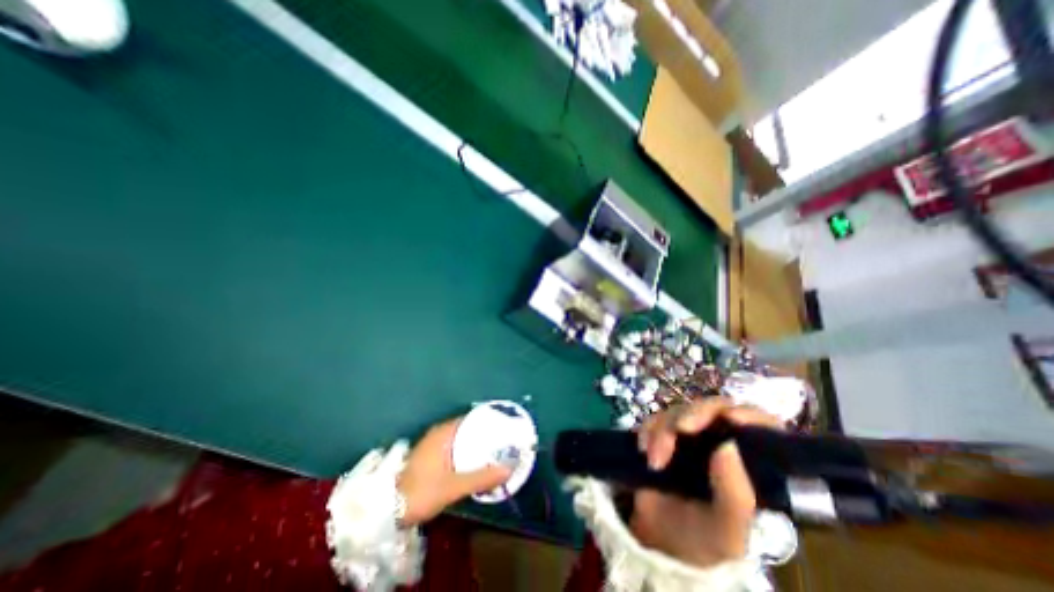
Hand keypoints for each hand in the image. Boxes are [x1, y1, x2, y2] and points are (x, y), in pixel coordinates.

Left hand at [394, 417, 511, 525]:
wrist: (385, 511)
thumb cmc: (420, 492)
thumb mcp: (453, 487)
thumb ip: (481, 478)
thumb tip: (508, 469)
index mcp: (443, 433)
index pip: (470, 419)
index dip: (487, 423)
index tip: (503, 428)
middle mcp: (437, 434)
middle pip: (466, 429)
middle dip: (483, 435)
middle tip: (501, 442)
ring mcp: (431, 445)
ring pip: (458, 440)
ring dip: (473, 445)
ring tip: (492, 452)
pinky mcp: (427, 457)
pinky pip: (452, 448)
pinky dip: (464, 452)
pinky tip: (472, 463)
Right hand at [625, 399, 781, 565]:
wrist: (657, 538)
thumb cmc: (701, 539)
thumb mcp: (726, 532)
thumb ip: (735, 497)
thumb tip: (728, 445)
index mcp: (749, 465)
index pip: (761, 426)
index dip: (749, 415)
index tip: (730, 418)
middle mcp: (721, 442)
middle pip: (714, 409)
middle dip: (693, 415)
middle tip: (679, 429)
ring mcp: (690, 436)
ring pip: (680, 411)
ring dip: (663, 430)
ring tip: (654, 461)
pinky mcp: (664, 433)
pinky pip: (655, 418)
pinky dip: (648, 431)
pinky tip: (643, 450)